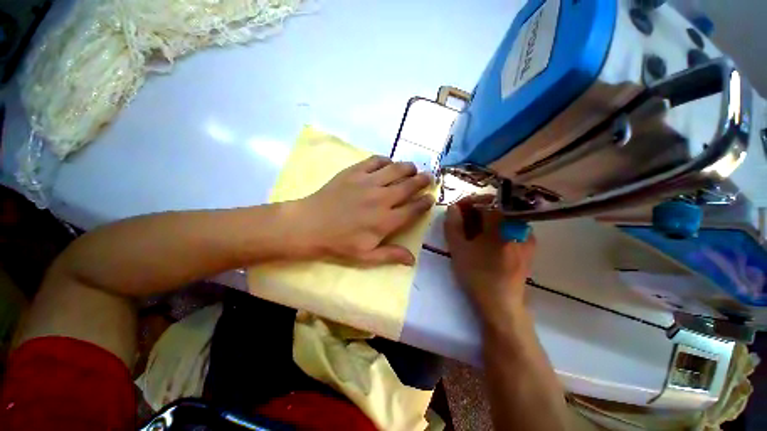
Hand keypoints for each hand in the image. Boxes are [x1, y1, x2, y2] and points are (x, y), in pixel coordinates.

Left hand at [295, 156, 434, 265]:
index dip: (425, 202)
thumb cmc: (339, 243)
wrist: (309, 225)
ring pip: (396, 169)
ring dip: (408, 168)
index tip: (431, 198)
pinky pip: (376, 161)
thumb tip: (413, 260)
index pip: (414, 209)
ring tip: (413, 169)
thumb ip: (391, 255)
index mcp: (386, 220)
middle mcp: (382, 198)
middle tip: (429, 177)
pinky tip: (388, 164)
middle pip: (409, 186)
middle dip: (423, 181)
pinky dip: (386, 160)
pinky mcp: (354, 172)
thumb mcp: (366, 256)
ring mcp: (368, 182)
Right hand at [444, 195, 535, 313]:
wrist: (501, 304)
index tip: (456, 209)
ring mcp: (526, 237)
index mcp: (502, 224)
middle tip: (461, 221)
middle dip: (475, 211)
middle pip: (495, 209)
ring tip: (471, 231)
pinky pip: (509, 229)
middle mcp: (518, 226)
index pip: (485, 202)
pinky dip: (495, 229)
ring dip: (484, 220)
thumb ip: (453, 224)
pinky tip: (485, 241)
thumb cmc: (477, 275)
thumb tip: (452, 208)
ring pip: (502, 219)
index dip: (468, 202)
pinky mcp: (528, 247)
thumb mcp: (458, 248)